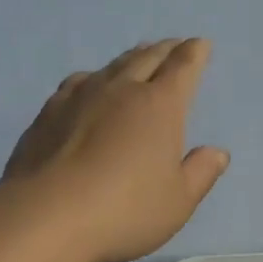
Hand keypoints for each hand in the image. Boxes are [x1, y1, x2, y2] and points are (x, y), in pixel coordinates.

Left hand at [3, 38, 228, 261]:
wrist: (45, 217)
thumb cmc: (124, 210)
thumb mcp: (177, 201)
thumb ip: (200, 173)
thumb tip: (218, 152)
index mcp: (160, 105)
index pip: (183, 67)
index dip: (194, 53)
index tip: (200, 44)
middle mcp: (122, 89)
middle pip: (148, 58)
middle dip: (166, 49)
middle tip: (174, 45)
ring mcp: (81, 96)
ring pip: (113, 65)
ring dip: (131, 58)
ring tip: (138, 57)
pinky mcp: (49, 111)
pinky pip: (79, 81)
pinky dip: (94, 77)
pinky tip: (89, 86)